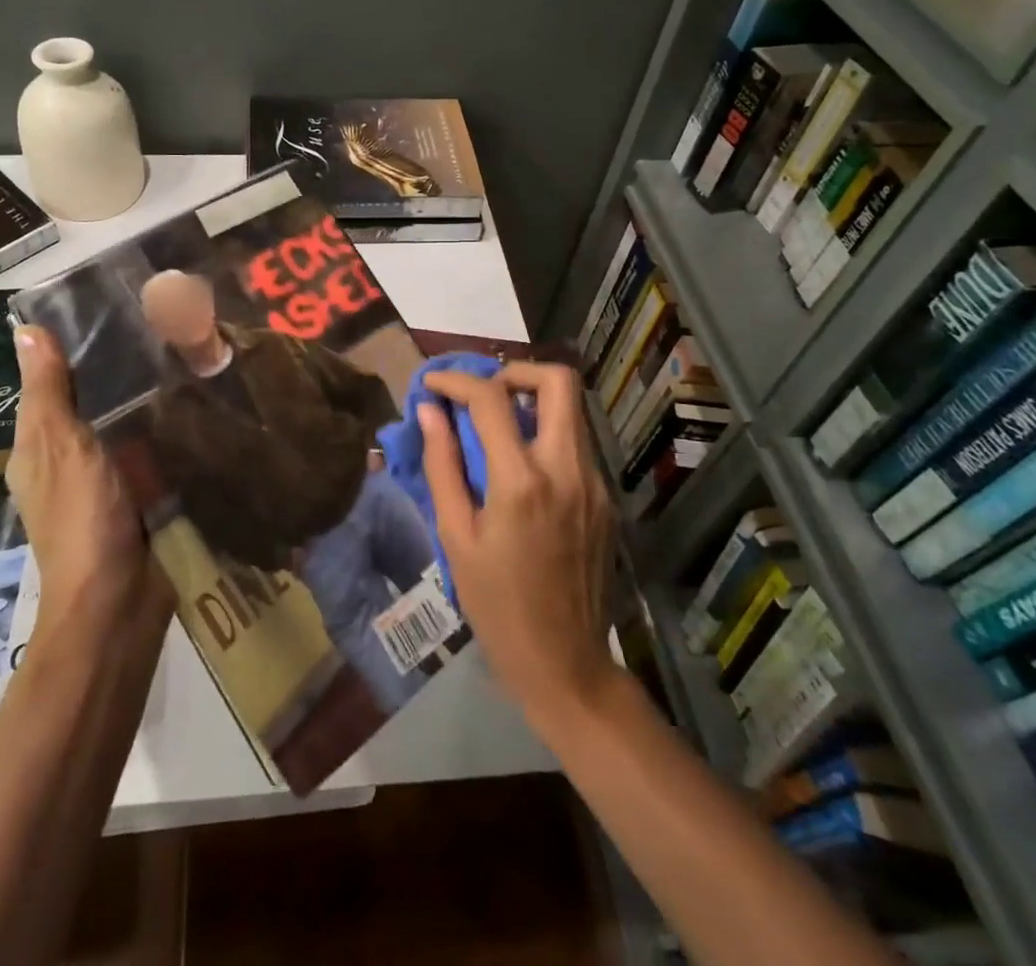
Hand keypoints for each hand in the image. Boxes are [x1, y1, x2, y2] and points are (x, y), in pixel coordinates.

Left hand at [9, 326, 171, 631]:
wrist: (118, 601)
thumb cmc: (82, 518)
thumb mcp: (62, 447)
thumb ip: (49, 391)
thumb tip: (24, 327)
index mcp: (39, 445)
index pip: (52, 381)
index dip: (75, 346)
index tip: (114, 307)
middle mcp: (70, 457)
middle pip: (92, 400)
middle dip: (120, 366)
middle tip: (166, 321)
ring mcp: (108, 477)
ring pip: (126, 421)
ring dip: (148, 394)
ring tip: (188, 346)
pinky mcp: (142, 491)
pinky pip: (152, 446)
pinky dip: (166, 425)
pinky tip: (196, 397)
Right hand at [418, 362, 617, 726]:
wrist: (566, 665)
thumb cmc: (497, 606)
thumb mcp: (456, 537)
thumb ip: (442, 465)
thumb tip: (429, 412)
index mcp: (522, 481)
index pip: (491, 399)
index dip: (456, 380)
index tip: (434, 383)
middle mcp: (568, 470)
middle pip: (558, 381)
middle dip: (515, 371)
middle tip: (483, 392)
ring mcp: (595, 484)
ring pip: (572, 410)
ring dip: (533, 402)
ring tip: (496, 426)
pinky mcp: (606, 500)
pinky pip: (577, 445)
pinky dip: (546, 435)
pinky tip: (521, 467)